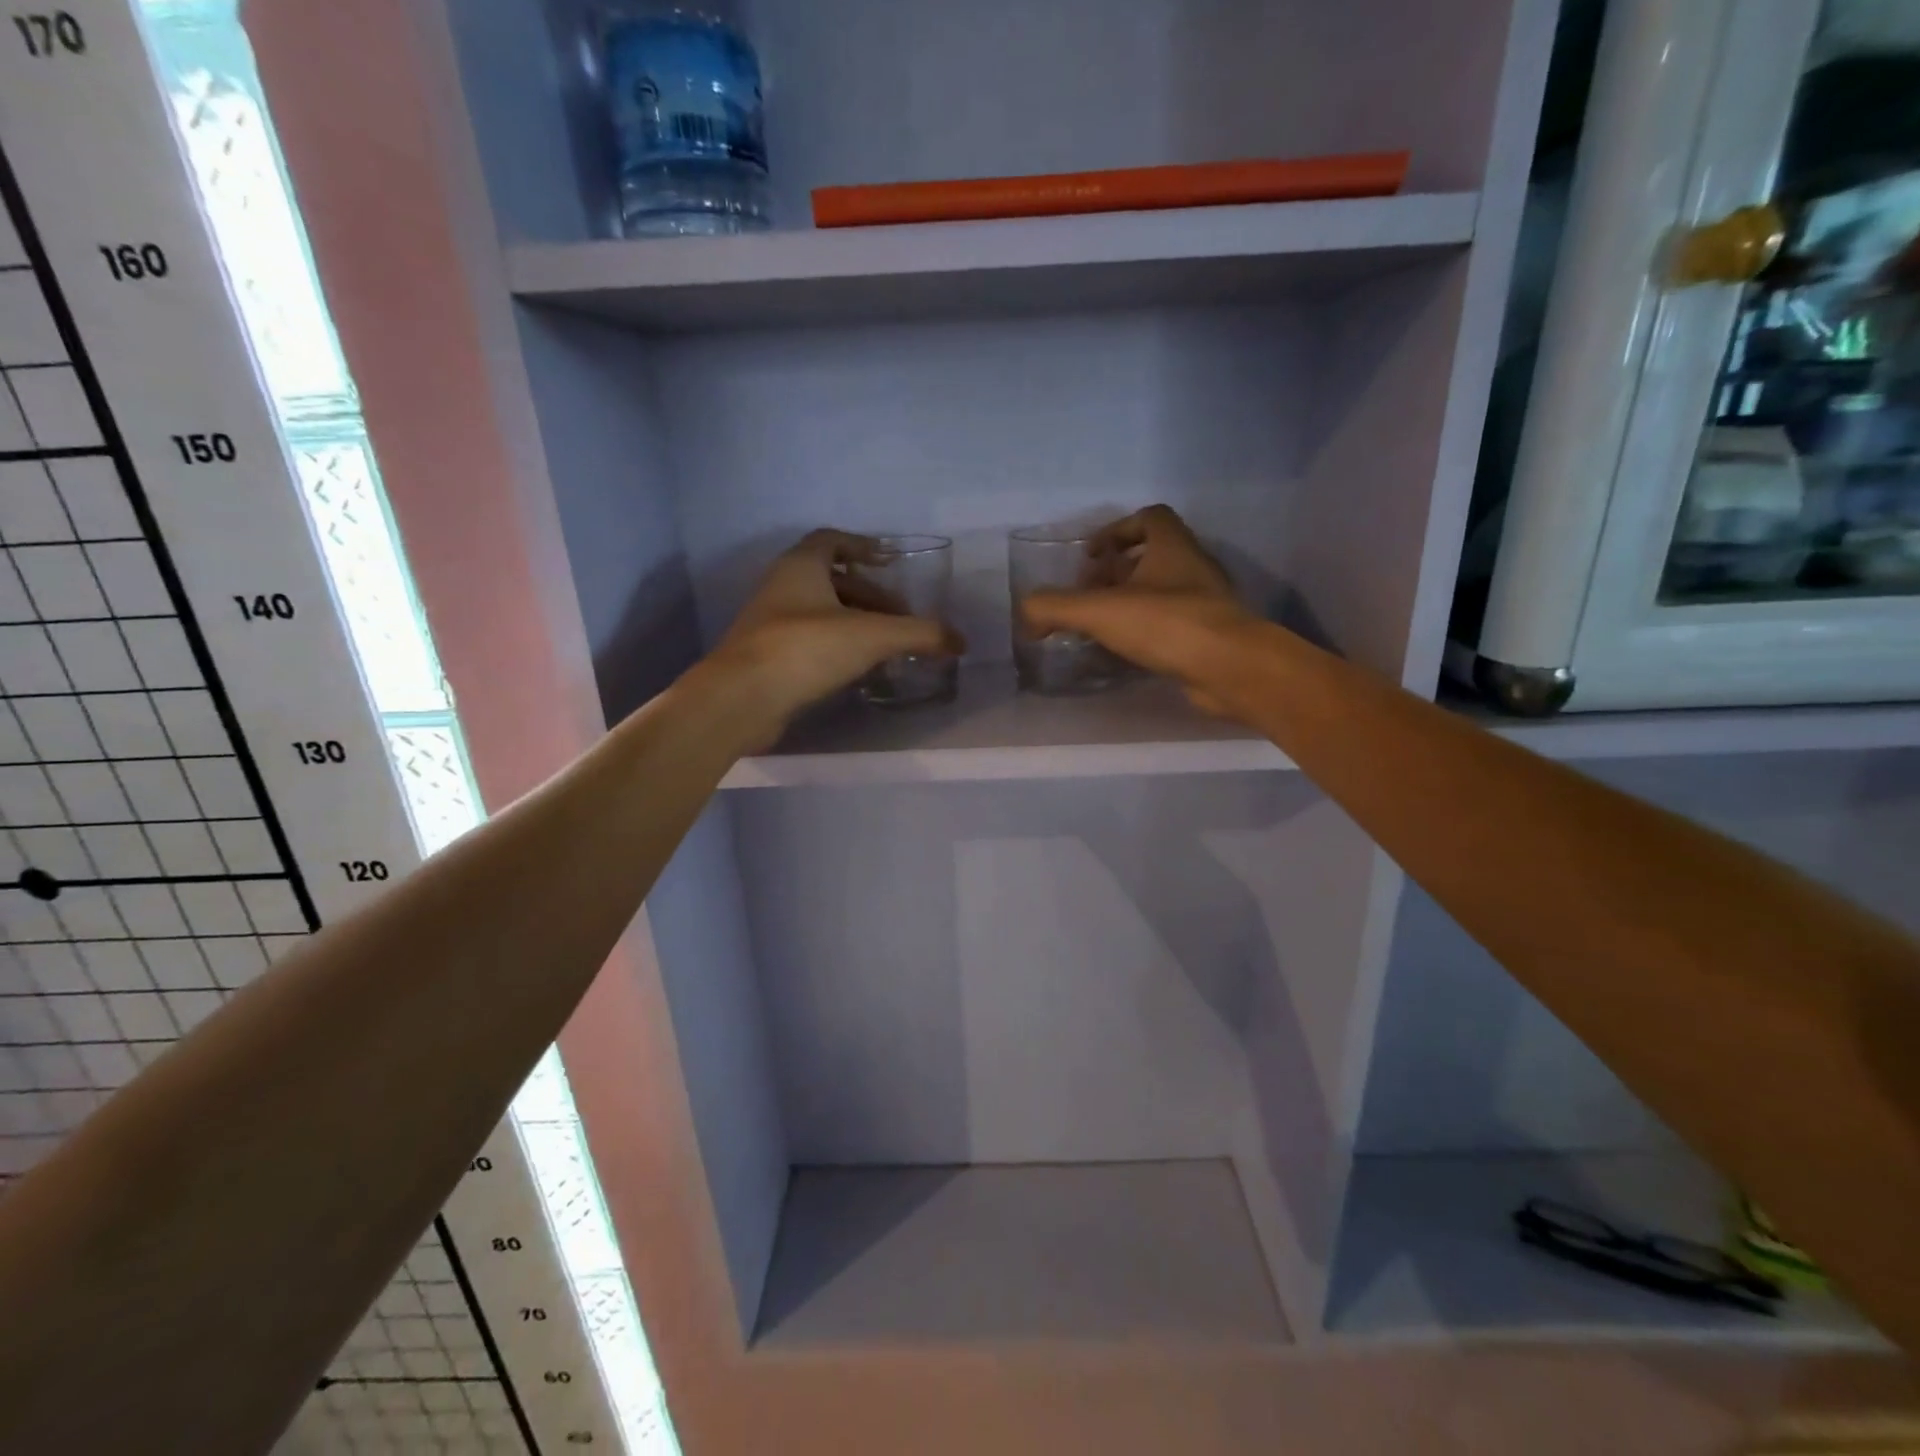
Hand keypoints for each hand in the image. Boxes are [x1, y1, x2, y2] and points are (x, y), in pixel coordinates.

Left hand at [711, 530, 963, 730]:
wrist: (742, 698)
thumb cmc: (805, 649)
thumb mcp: (872, 636)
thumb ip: (920, 634)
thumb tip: (960, 641)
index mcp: (800, 566)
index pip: (832, 540)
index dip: (862, 546)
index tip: (890, 561)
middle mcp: (782, 587)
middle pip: (832, 580)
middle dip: (870, 595)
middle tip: (901, 617)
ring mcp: (771, 624)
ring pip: (821, 613)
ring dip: (856, 623)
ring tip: (887, 646)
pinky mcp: (768, 657)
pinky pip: (811, 641)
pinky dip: (838, 647)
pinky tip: (860, 669)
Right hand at [1020, 505, 1252, 711]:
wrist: (1229, 668)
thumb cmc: (1167, 624)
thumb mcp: (1099, 611)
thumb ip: (1054, 607)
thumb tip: (1025, 614)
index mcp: (1173, 546)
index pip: (1149, 517)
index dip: (1116, 530)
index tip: (1090, 556)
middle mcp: (1193, 568)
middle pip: (1152, 556)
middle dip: (1116, 571)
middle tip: (1087, 594)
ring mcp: (1205, 603)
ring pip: (1162, 592)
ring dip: (1130, 602)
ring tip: (1099, 626)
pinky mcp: (1208, 636)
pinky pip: (1170, 624)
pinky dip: (1145, 631)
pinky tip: (1124, 653)